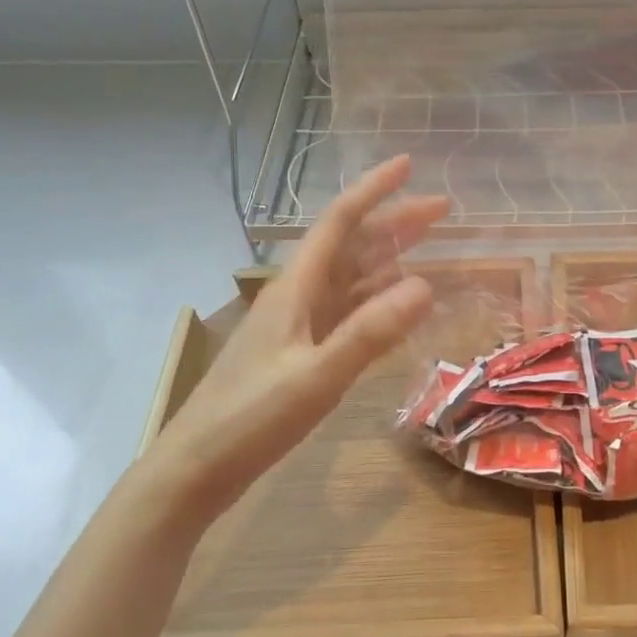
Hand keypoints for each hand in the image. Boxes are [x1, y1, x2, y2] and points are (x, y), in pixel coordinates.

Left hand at [153, 156, 448, 512]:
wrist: (194, 471)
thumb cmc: (250, 419)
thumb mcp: (316, 376)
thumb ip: (370, 332)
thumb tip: (425, 285)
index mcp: (295, 288)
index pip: (340, 221)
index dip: (375, 189)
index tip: (410, 165)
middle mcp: (297, 296)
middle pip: (351, 245)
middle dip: (394, 221)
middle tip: (442, 211)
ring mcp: (298, 325)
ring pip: (350, 276)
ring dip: (387, 256)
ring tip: (426, 245)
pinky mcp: (299, 352)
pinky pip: (346, 311)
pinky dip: (375, 298)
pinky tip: (395, 302)